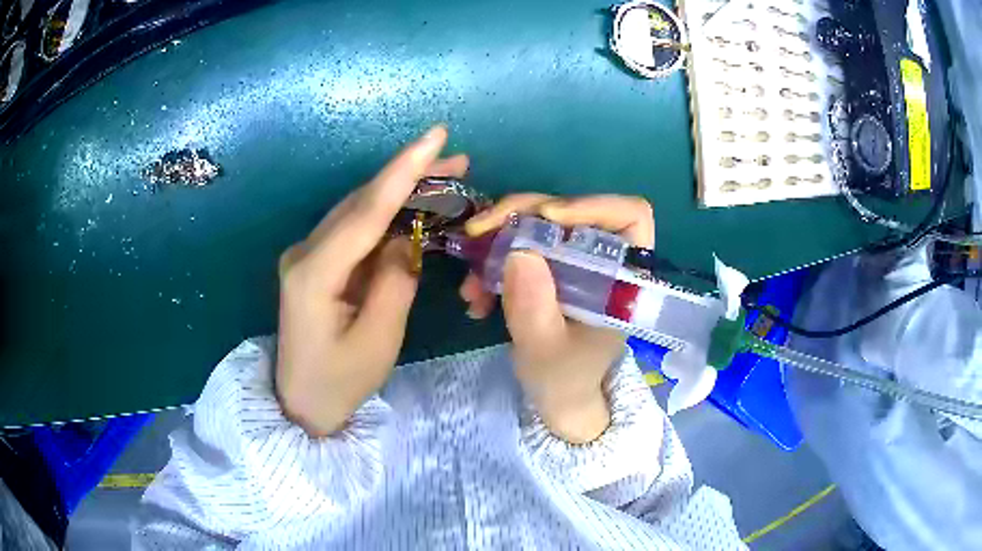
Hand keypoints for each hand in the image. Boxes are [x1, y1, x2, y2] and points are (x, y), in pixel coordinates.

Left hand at [276, 126, 467, 436]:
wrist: (300, 403)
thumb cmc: (339, 381)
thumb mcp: (378, 340)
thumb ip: (395, 282)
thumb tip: (407, 240)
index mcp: (314, 272)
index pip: (365, 210)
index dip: (403, 170)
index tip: (435, 136)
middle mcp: (305, 251)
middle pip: (361, 201)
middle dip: (408, 174)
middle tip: (454, 156)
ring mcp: (307, 254)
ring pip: (358, 210)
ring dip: (399, 191)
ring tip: (443, 174)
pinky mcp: (316, 262)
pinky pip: (355, 229)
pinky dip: (386, 215)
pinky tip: (413, 207)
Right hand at [463, 195, 654, 443]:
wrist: (556, 397)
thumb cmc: (565, 378)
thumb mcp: (545, 350)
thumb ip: (534, 308)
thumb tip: (517, 252)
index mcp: (623, 277)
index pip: (630, 216)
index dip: (591, 205)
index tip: (545, 217)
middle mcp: (601, 259)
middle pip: (569, 211)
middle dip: (519, 217)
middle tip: (478, 234)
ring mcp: (573, 259)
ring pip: (537, 223)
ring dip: (496, 243)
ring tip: (471, 286)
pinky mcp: (549, 266)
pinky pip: (519, 244)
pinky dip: (492, 261)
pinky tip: (474, 296)